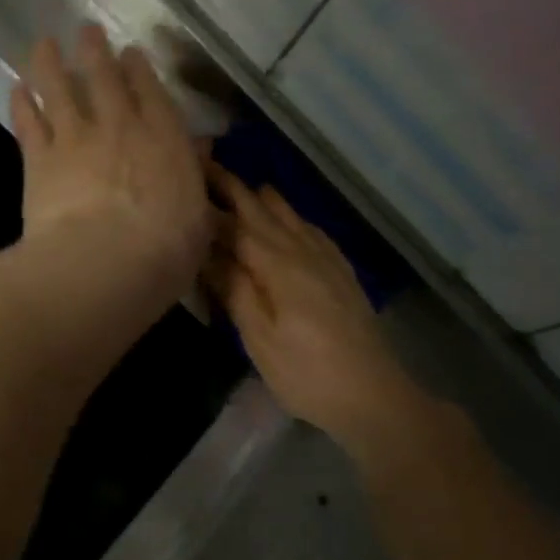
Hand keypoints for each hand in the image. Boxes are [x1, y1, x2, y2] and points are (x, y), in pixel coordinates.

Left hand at [11, 26, 214, 306]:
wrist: (106, 262)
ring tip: (44, 43)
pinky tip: (16, 87)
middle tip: (86, 31)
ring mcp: (76, 139)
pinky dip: (22, 103)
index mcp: (163, 138)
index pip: (151, 91)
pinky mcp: (40, 160)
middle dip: (95, 50)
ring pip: (59, 89)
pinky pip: (28, 123)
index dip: (139, 68)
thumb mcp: (199, 216)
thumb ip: (193, 176)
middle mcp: (119, 126)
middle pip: (103, 78)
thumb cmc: (167, 248)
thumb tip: (199, 148)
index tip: (130, 53)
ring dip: (51, 63)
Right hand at [206, 169, 424, 444]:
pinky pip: (313, 231)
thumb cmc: (306, 373)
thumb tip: (205, 250)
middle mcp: (304, 251)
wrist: (373, 394)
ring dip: (264, 199)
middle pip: (264, 211)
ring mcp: (327, 260)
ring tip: (243, 187)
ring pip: (291, 216)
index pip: (236, 224)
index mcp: (279, 265)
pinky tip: (291, 222)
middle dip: (235, 188)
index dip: (211, 202)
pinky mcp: (342, 273)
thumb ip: (234, 290)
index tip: (187, 178)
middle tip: (208, 166)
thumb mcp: (260, 338)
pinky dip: (293, 218)